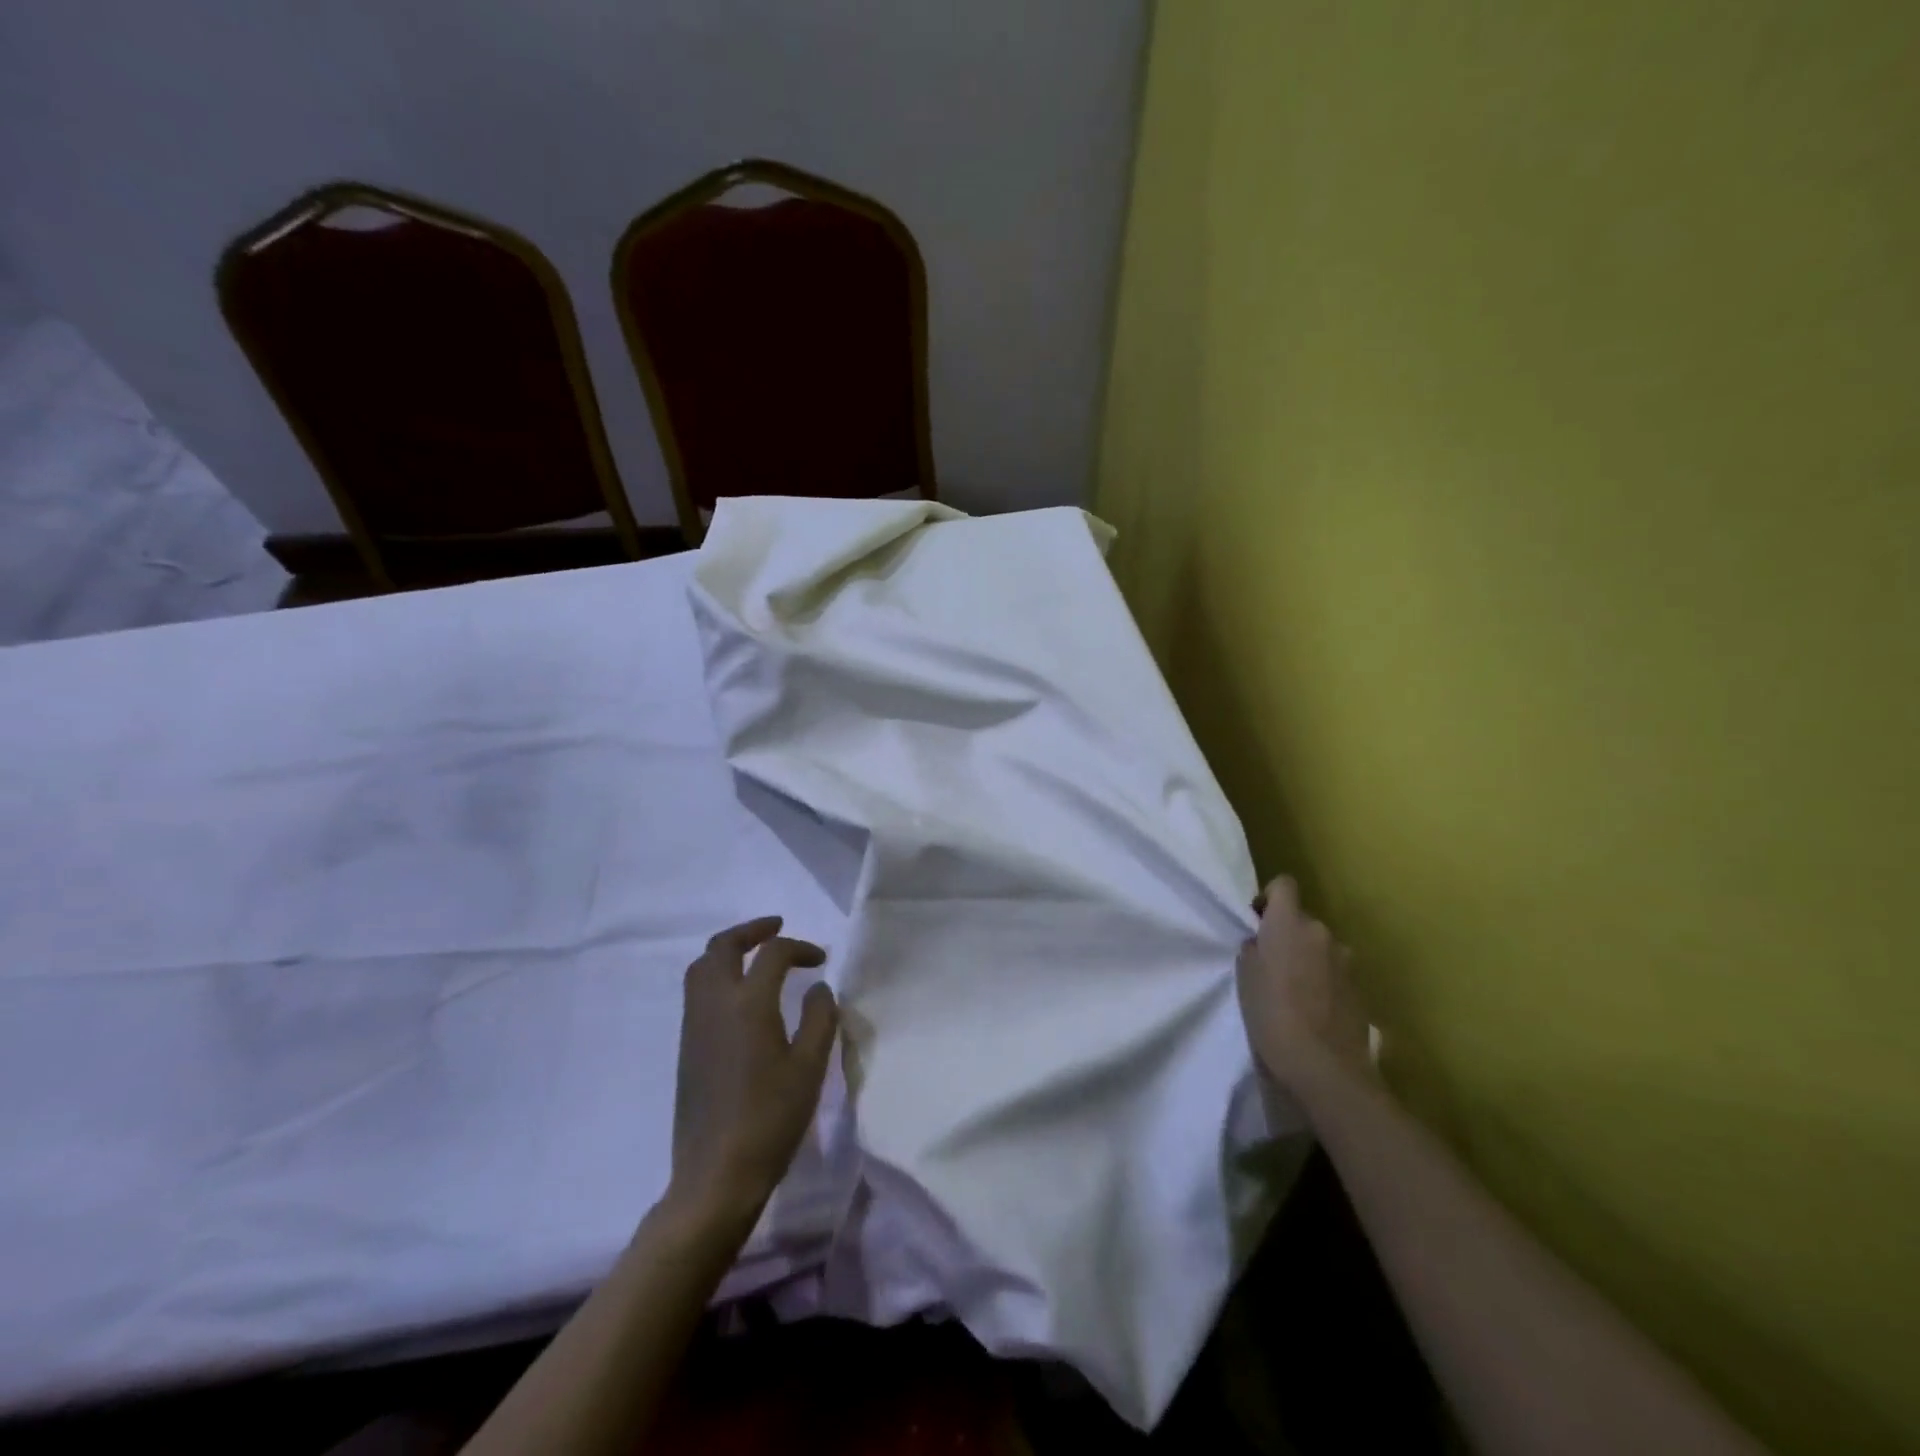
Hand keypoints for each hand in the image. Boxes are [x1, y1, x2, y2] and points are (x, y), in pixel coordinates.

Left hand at [668, 916, 839, 1231]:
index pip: (773, 954)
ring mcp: (694, 1026)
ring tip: (756, 956)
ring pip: (701, 967)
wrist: (717, 1174)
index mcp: (748, 1004)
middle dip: (751, 930)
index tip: (821, 960)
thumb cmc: (771, 1118)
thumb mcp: (810, 1067)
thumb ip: (820, 1018)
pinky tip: (741, 996)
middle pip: (723, 946)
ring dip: (729, 950)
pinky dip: (718, 975)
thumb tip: (818, 987)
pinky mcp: (686, 1047)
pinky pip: (697, 991)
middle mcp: (715, 1004)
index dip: (800, 947)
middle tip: (777, 928)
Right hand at [1235, 877, 1370, 1091]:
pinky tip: (1312, 1010)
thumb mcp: (1245, 978)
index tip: (1257, 921)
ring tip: (1292, 991)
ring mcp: (1346, 961)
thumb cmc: (1272, 1015)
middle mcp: (1321, 933)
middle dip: (1287, 935)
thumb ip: (1253, 950)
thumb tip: (1261, 944)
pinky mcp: (1359, 989)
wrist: (1324, 1067)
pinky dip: (1323, 982)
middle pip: (1302, 920)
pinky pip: (1334, 972)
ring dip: (1307, 959)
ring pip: (1320, 947)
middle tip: (1270, 964)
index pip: (1284, 885)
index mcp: (1289, 924)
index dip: (1269, 897)